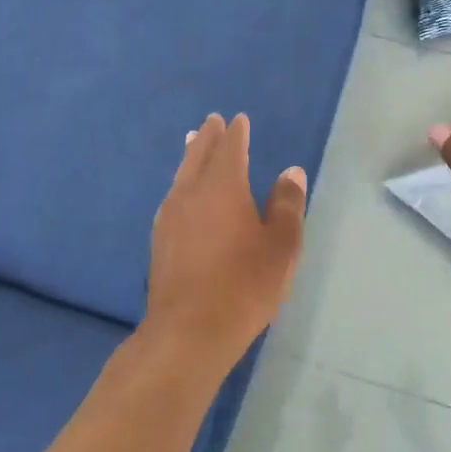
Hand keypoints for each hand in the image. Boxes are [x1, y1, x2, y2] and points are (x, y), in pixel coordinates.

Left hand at [146, 113, 305, 373]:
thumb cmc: (244, 285)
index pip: (230, 149)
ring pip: (181, 175)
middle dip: (207, 137)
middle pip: (198, 156)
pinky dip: (181, 182)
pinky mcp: (160, 241)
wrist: (189, 331)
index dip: (236, 133)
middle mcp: (191, 194)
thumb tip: (290, 172)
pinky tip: (181, 193)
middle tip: (211, 121)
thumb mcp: (281, 246)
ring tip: (192, 143)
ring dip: (190, 156)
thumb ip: (286, 205)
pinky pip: (173, 196)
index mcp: (223, 187)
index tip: (238, 120)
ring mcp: (170, 217)